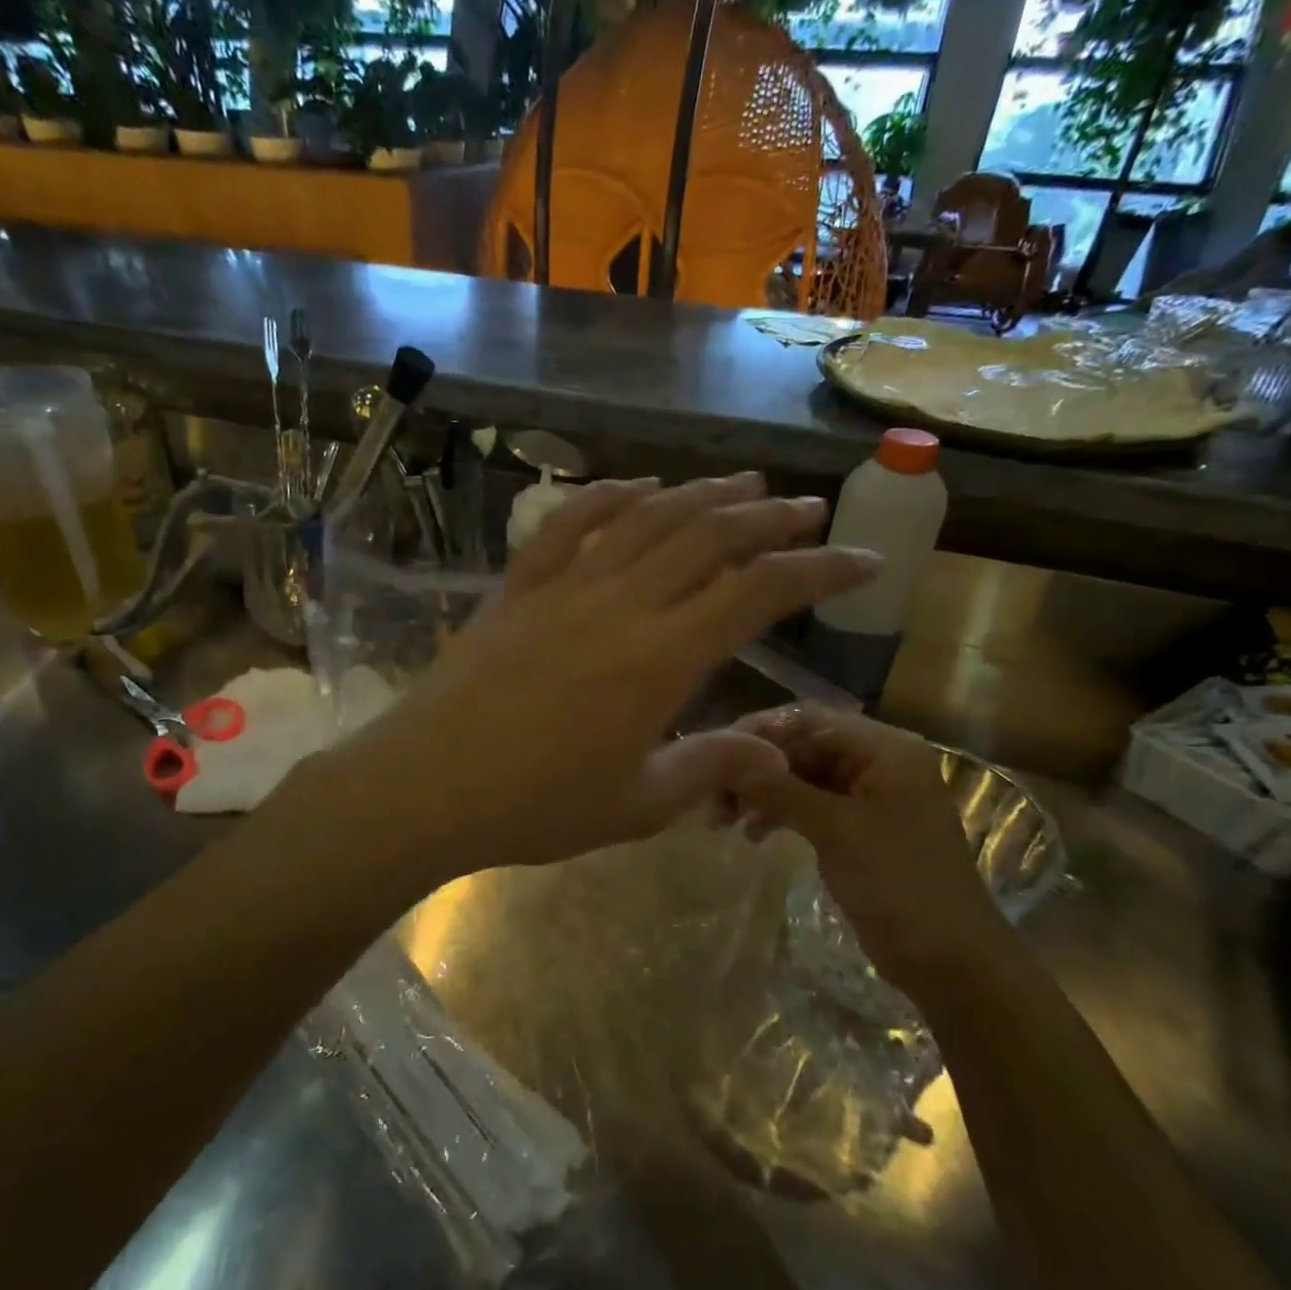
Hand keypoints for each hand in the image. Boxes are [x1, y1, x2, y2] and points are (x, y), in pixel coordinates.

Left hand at [325, 473, 883, 878]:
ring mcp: (565, 586)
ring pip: (647, 519)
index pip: (759, 593)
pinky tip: (639, 487)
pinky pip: (569, 524)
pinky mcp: (520, 586)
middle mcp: (621, 604)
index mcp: (660, 659)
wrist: (427, 786)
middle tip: (807, 507)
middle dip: (768, 517)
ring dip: (701, 494)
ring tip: (742, 482)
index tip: (862, 560)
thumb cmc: (535, 806)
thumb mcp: (638, 805)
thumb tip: (774, 753)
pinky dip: (611, 496)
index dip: (819, 570)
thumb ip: (711, 766)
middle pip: (709, 537)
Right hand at [728, 703, 1011, 1000]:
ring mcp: (868, 796)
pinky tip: (754, 833)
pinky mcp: (858, 827)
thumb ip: (781, 789)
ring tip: (725, 819)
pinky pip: (810, 804)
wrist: (951, 963)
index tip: (717, 754)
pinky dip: (780, 813)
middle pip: (803, 747)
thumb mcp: (836, 831)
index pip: (810, 719)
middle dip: (757, 768)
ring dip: (763, 792)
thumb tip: (729, 760)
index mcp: (885, 749)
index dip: (760, 731)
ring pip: (802, 777)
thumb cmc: (900, 884)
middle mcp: (878, 762)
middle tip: (715, 795)